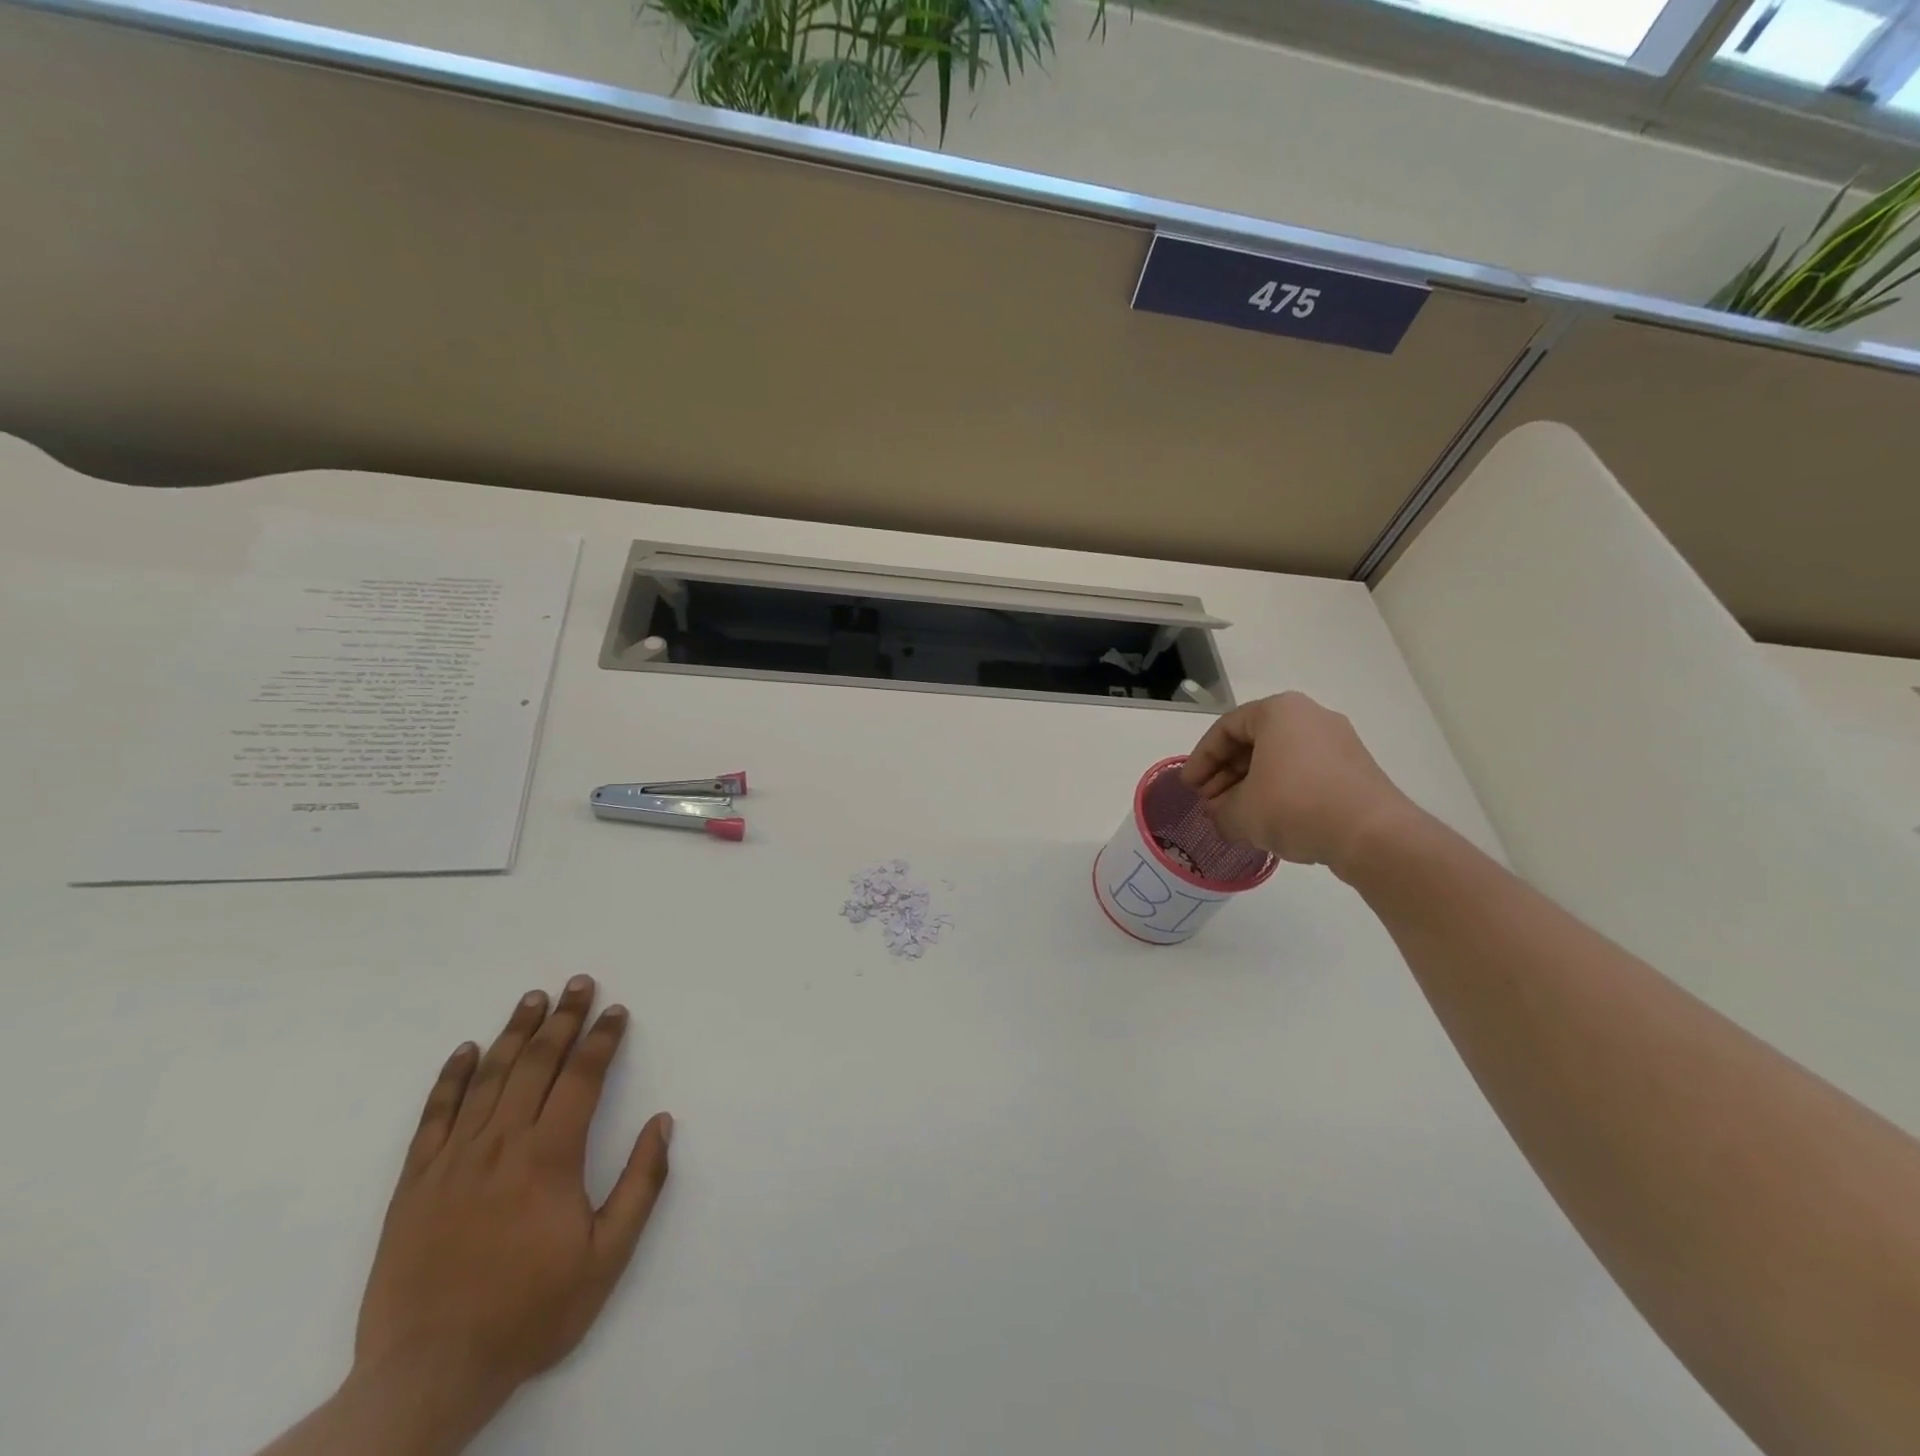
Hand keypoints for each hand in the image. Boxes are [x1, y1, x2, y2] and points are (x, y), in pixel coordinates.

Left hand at [352, 976, 672, 1431]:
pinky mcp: (414, 1182)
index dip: (602, 1039)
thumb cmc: (529, 1312)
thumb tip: (663, 1122)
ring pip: (488, 1078)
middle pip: (535, 1063)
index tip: (616, 1011)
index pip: (581, 1078)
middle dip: (562, 1019)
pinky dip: (451, 1078)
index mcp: (549, 1157)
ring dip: (514, 1033)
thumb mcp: (606, 1258)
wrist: (427, 1374)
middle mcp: (500, 1144)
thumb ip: (640, 1185)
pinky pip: (434, 1116)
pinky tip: (465, 1051)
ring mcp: (452, 1160)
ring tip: (532, 998)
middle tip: (578, 983)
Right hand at [1181, 691, 1417, 872]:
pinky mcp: (1354, 768)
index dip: (1201, 760)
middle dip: (1225, 774)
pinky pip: (1304, 772)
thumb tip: (1221, 815)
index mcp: (1279, 711)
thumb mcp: (1241, 813)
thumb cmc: (1295, 806)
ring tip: (1235, 816)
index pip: (1225, 729)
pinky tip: (1268, 820)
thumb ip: (1220, 811)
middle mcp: (1310, 716)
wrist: (1371, 834)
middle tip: (1209, 803)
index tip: (1189, 788)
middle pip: (1253, 742)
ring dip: (1250, 785)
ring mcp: (1337, 741)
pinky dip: (1279, 791)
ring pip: (1279, 758)